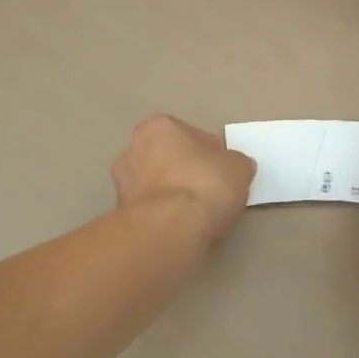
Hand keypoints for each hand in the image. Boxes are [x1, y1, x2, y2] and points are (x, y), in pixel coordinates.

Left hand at [111, 115, 255, 243]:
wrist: (169, 231)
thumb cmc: (205, 184)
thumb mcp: (239, 167)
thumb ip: (235, 164)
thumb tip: (233, 169)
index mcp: (158, 126)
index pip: (191, 136)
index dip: (210, 155)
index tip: (222, 173)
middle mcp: (132, 150)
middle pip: (169, 160)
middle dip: (185, 174)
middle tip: (209, 193)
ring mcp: (121, 186)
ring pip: (156, 187)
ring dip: (172, 197)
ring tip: (197, 216)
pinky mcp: (119, 218)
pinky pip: (150, 212)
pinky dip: (164, 218)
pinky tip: (182, 229)